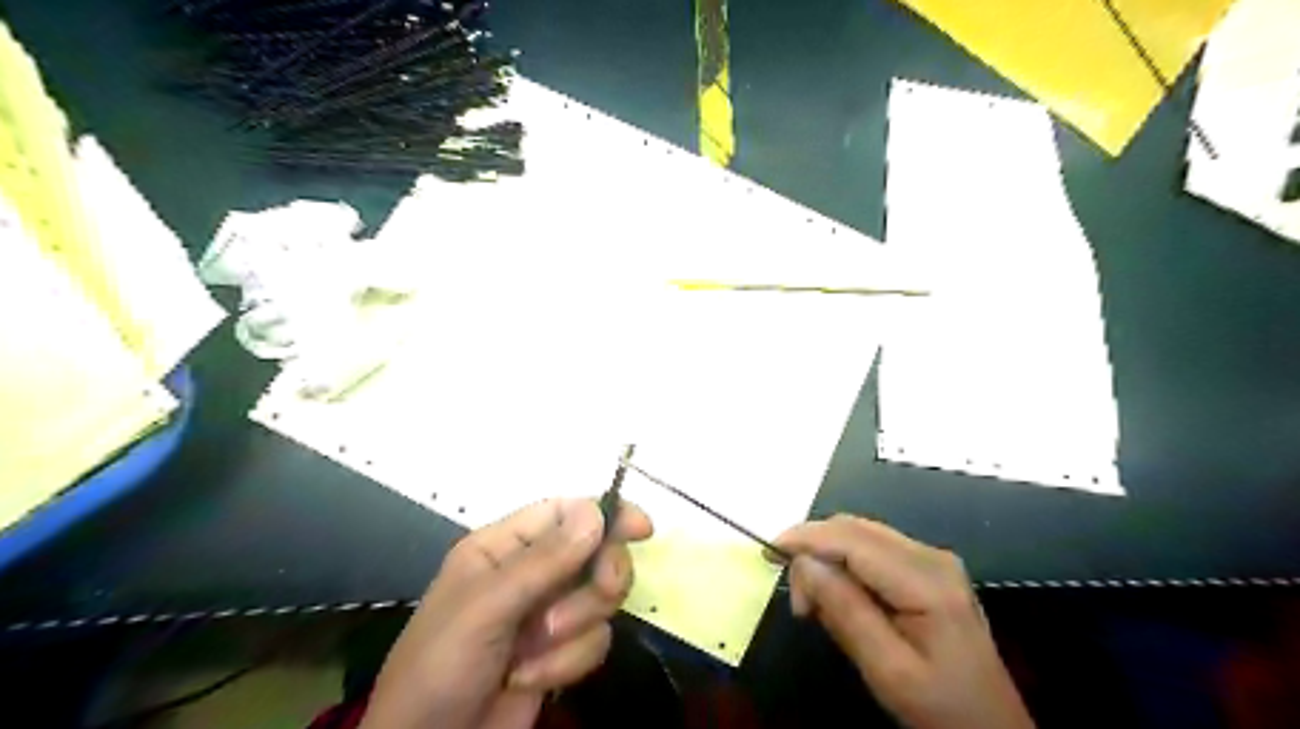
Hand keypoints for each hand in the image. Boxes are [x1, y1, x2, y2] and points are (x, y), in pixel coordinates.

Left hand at [360, 499, 648, 728]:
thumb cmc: (441, 664)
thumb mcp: (486, 607)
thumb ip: (544, 560)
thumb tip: (596, 512)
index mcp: (504, 546)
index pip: (566, 512)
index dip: (606, 515)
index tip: (642, 529)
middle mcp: (531, 572)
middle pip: (595, 553)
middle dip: (598, 581)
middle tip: (602, 596)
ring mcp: (548, 612)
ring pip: (600, 600)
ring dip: (574, 631)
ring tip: (534, 651)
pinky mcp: (561, 652)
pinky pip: (595, 641)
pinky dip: (568, 663)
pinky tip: (527, 679)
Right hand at [775, 517, 1031, 728]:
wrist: (992, 728)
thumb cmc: (941, 706)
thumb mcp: (887, 670)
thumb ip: (845, 612)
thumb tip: (803, 562)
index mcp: (925, 579)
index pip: (852, 538)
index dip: (806, 538)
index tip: (767, 553)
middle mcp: (930, 555)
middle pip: (854, 528)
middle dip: (814, 550)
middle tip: (799, 601)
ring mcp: (932, 559)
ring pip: (860, 534)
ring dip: (827, 556)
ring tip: (814, 602)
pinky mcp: (928, 568)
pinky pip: (872, 549)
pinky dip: (844, 563)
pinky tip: (838, 593)